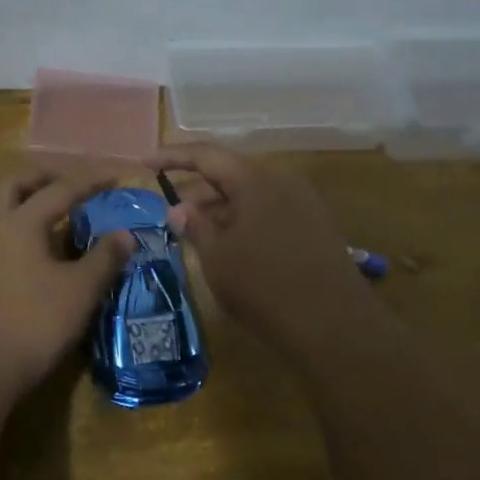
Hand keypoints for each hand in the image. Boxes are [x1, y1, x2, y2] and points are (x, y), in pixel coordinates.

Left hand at [0, 169, 135, 403]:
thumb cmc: (33, 325)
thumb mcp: (80, 292)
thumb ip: (104, 259)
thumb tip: (125, 233)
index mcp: (20, 223)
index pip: (59, 191)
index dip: (88, 183)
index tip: (112, 178)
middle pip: (11, 186)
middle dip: (40, 180)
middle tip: (65, 186)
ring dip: (12, 203)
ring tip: (35, 215)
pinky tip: (3, 254)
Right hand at [146, 143, 373, 348]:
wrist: (334, 324)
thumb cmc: (264, 286)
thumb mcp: (217, 257)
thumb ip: (196, 226)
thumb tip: (180, 209)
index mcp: (255, 179)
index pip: (206, 155)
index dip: (172, 156)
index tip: (144, 163)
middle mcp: (282, 180)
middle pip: (231, 172)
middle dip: (197, 188)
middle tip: (169, 208)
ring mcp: (303, 202)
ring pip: (250, 193)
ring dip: (220, 207)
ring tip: (195, 230)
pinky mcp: (314, 225)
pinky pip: (269, 210)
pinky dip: (243, 219)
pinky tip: (229, 244)